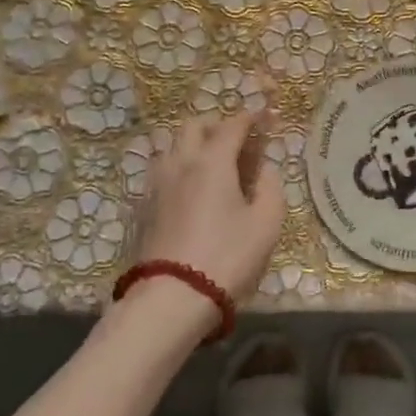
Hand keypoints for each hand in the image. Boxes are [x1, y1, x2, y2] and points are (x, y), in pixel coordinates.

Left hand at [133, 111, 285, 303]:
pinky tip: (191, 189)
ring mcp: (157, 183)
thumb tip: (265, 169)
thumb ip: (271, 187)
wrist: (172, 297)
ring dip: (194, 145)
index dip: (250, 118)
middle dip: (217, 125)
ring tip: (213, 165)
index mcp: (212, 160)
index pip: (232, 125)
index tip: (263, 118)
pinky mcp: (144, 206)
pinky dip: (180, 167)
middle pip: (194, 126)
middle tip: (236, 142)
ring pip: (172, 146)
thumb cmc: (227, 257)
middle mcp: (180, 162)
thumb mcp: (267, 223)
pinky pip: (162, 170)